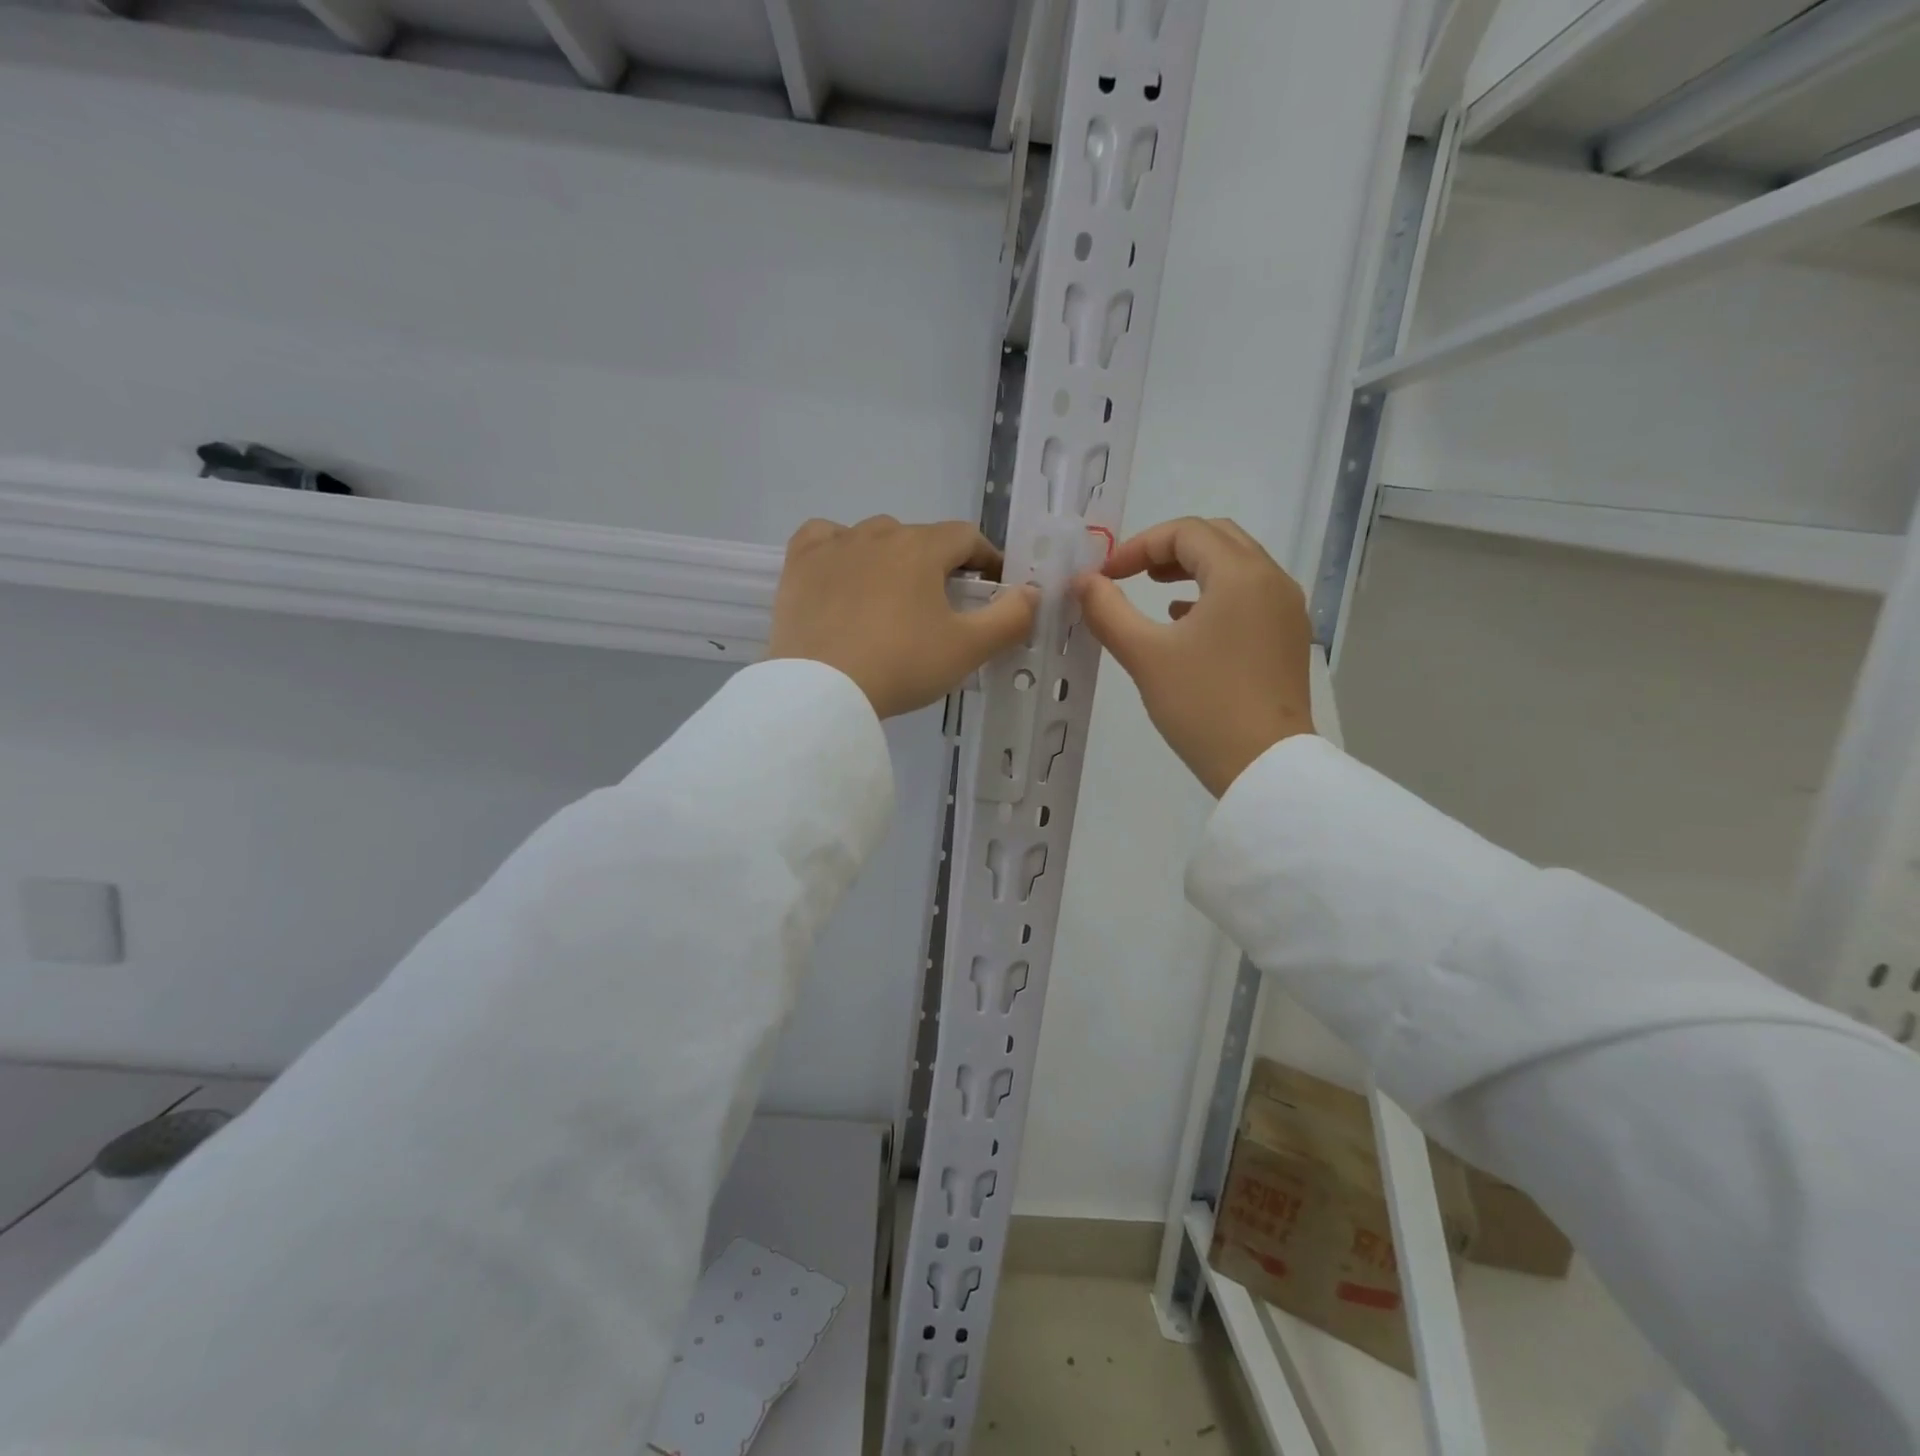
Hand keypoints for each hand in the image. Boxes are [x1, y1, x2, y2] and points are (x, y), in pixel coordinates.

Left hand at [768, 516, 1039, 718]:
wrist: (821, 691)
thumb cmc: (901, 666)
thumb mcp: (967, 649)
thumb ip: (1010, 618)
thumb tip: (1034, 593)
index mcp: (922, 548)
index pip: (966, 538)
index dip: (986, 559)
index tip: (993, 586)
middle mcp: (878, 533)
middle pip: (921, 538)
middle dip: (939, 564)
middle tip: (942, 606)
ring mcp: (834, 545)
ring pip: (874, 537)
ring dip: (892, 557)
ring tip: (892, 597)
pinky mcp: (799, 565)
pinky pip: (824, 539)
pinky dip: (839, 549)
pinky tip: (842, 572)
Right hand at [1073, 517, 1313, 795]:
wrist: (1264, 766)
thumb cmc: (1203, 706)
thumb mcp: (1145, 656)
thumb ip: (1107, 611)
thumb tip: (1083, 583)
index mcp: (1241, 575)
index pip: (1186, 532)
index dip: (1138, 546)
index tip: (1106, 577)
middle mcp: (1272, 580)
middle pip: (1217, 538)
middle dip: (1168, 549)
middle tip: (1131, 574)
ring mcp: (1286, 610)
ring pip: (1237, 566)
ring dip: (1193, 569)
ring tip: (1155, 592)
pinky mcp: (1288, 638)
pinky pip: (1250, 595)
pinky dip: (1215, 594)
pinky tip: (1186, 623)